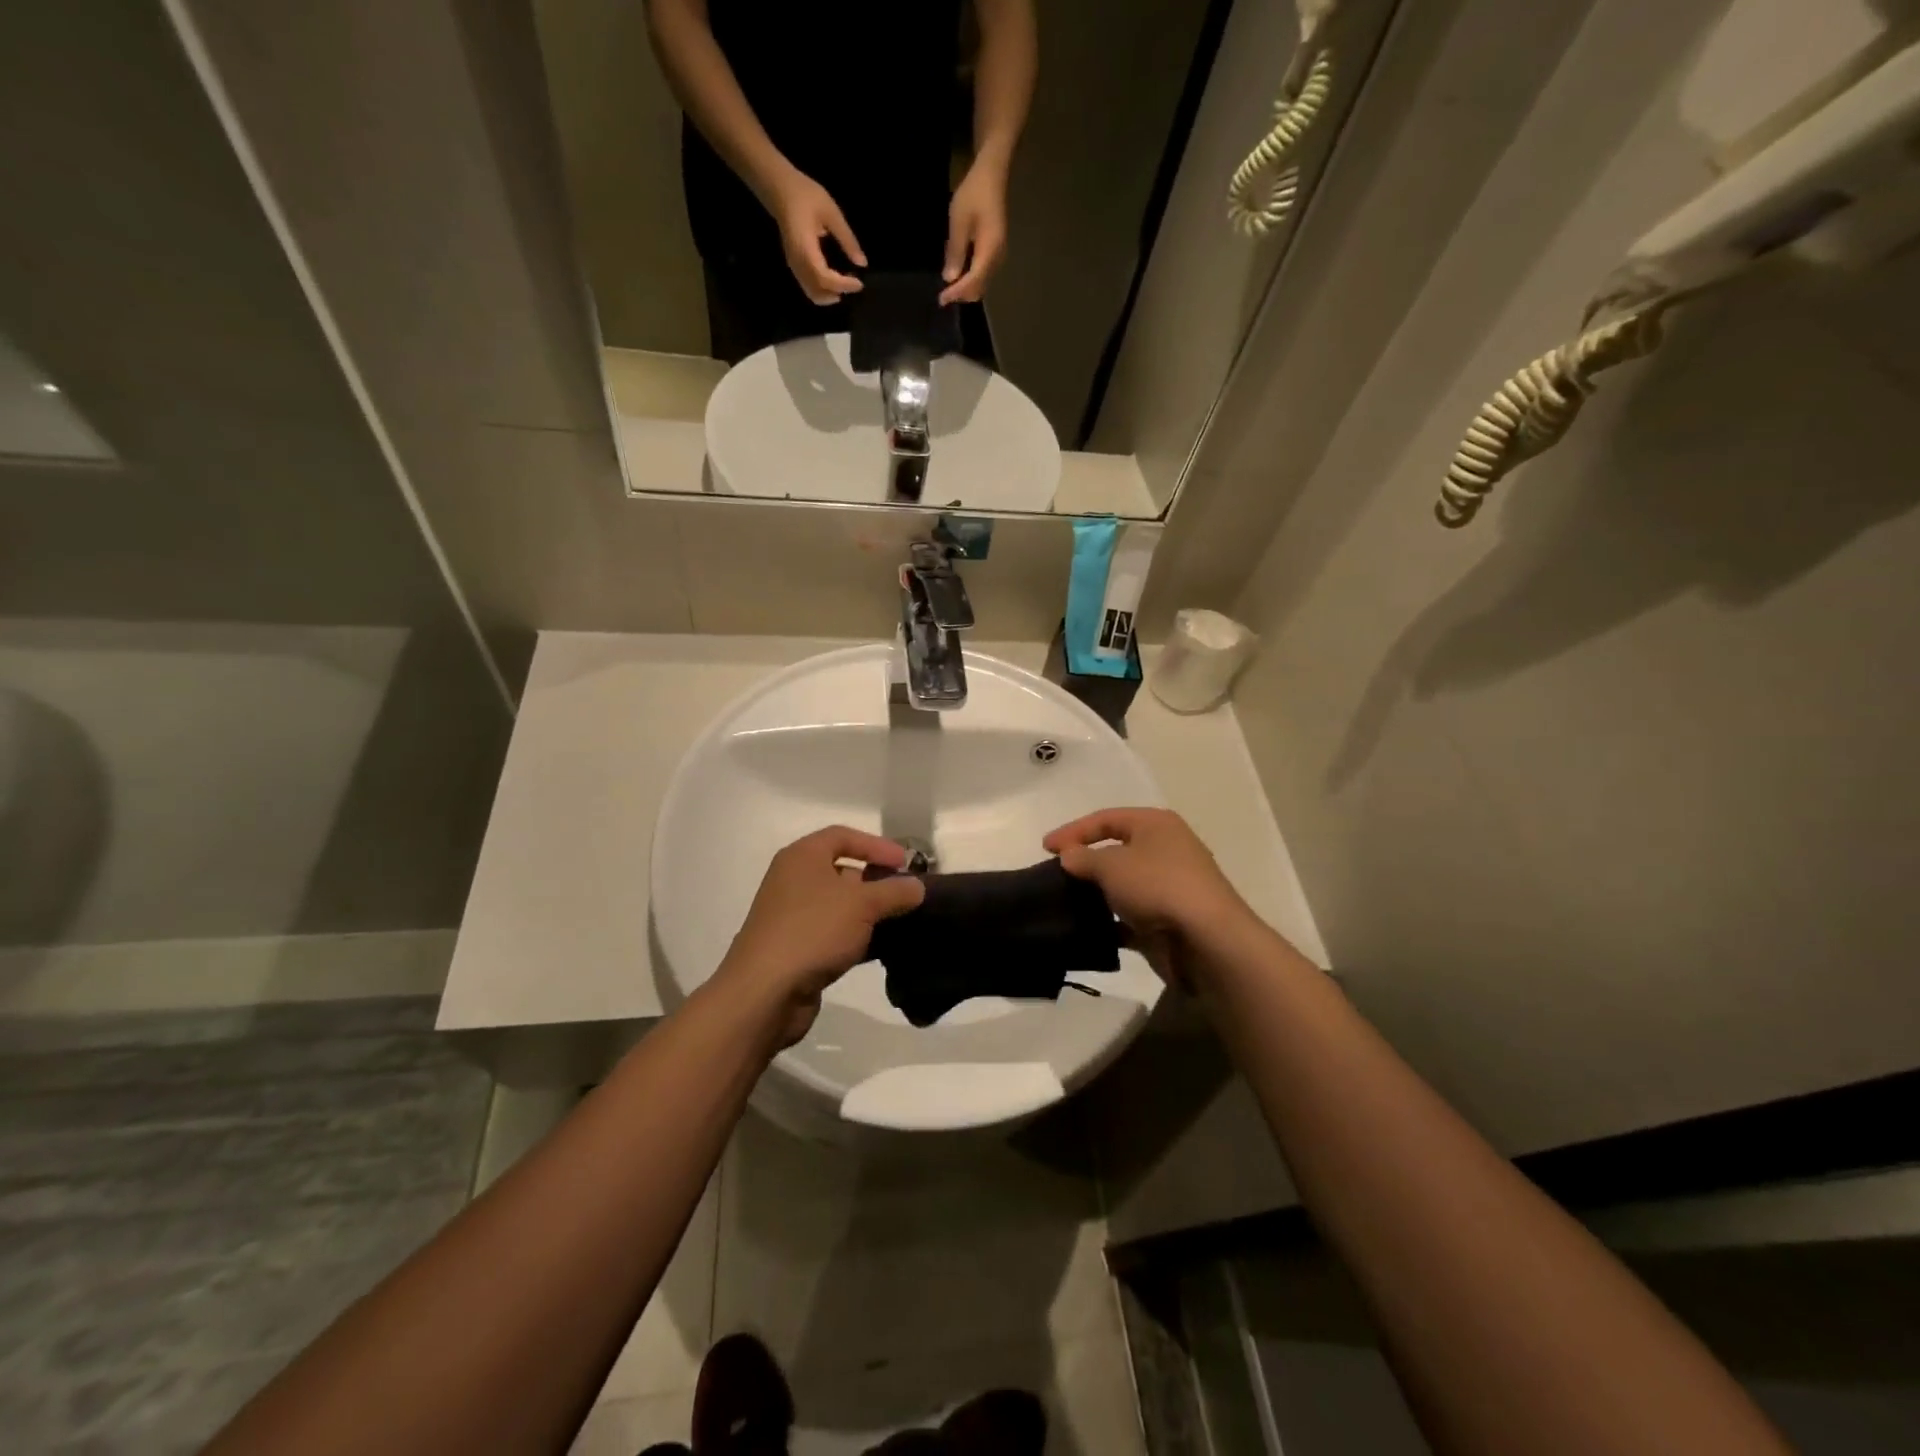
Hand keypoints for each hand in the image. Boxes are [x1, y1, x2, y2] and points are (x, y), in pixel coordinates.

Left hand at [713, 826, 923, 1044]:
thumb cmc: (813, 930)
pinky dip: (855, 936)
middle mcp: (793, 880)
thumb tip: (917, 886)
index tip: (905, 863)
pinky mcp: (794, 947)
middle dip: (875, 880)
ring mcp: (791, 915)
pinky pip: (832, 933)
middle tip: (905, 893)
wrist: (765, 991)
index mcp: (802, 857)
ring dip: (868, 912)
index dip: (877, 845)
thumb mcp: (863, 904)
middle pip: (841, 869)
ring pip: (838, 904)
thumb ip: (894, 891)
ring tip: (899, 921)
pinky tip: (880, 949)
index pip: (843, 836)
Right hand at [770, 171, 866, 304]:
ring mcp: (794, 265)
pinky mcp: (794, 265)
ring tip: (845, 285)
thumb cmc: (805, 195)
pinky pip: (808, 286)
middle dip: (837, 293)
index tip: (859, 283)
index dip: (842, 285)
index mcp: (805, 248)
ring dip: (829, 295)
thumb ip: (847, 239)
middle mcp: (797, 262)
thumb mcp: (831, 213)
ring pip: (811, 293)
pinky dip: (823, 290)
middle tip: (854, 285)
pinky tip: (835, 281)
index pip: (824, 277)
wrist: (779, 189)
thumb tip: (862, 263)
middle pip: (817, 291)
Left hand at [940, 162, 1008, 304]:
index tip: (941, 299)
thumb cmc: (974, 194)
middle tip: (944, 294)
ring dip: (966, 288)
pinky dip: (970, 278)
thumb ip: (955, 252)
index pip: (973, 282)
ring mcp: (998, 255)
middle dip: (962, 294)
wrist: (991, 175)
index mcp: (989, 251)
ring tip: (949, 286)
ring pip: (982, 283)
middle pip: (980, 288)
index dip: (956, 293)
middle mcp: (997, 258)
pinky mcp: (995, 250)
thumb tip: (950, 279)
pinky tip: (959, 272)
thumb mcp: (959, 222)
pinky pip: (983, 273)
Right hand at [1044, 808, 1257, 988]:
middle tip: (1056, 874)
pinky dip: (1111, 921)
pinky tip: (1089, 930)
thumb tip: (1068, 856)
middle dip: (1086, 861)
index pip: (1106, 818)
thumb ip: (1083, 858)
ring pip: (1125, 884)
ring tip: (1067, 902)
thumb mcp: (1111, 865)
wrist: (1207, 939)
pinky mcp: (1169, 919)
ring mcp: (1171, 886)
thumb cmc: (1158, 886)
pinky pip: (1132, 916)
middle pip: (1117, 849)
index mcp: (1156, 824)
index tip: (1045, 848)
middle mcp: (1166, 849)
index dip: (1073, 830)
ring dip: (1098, 892)